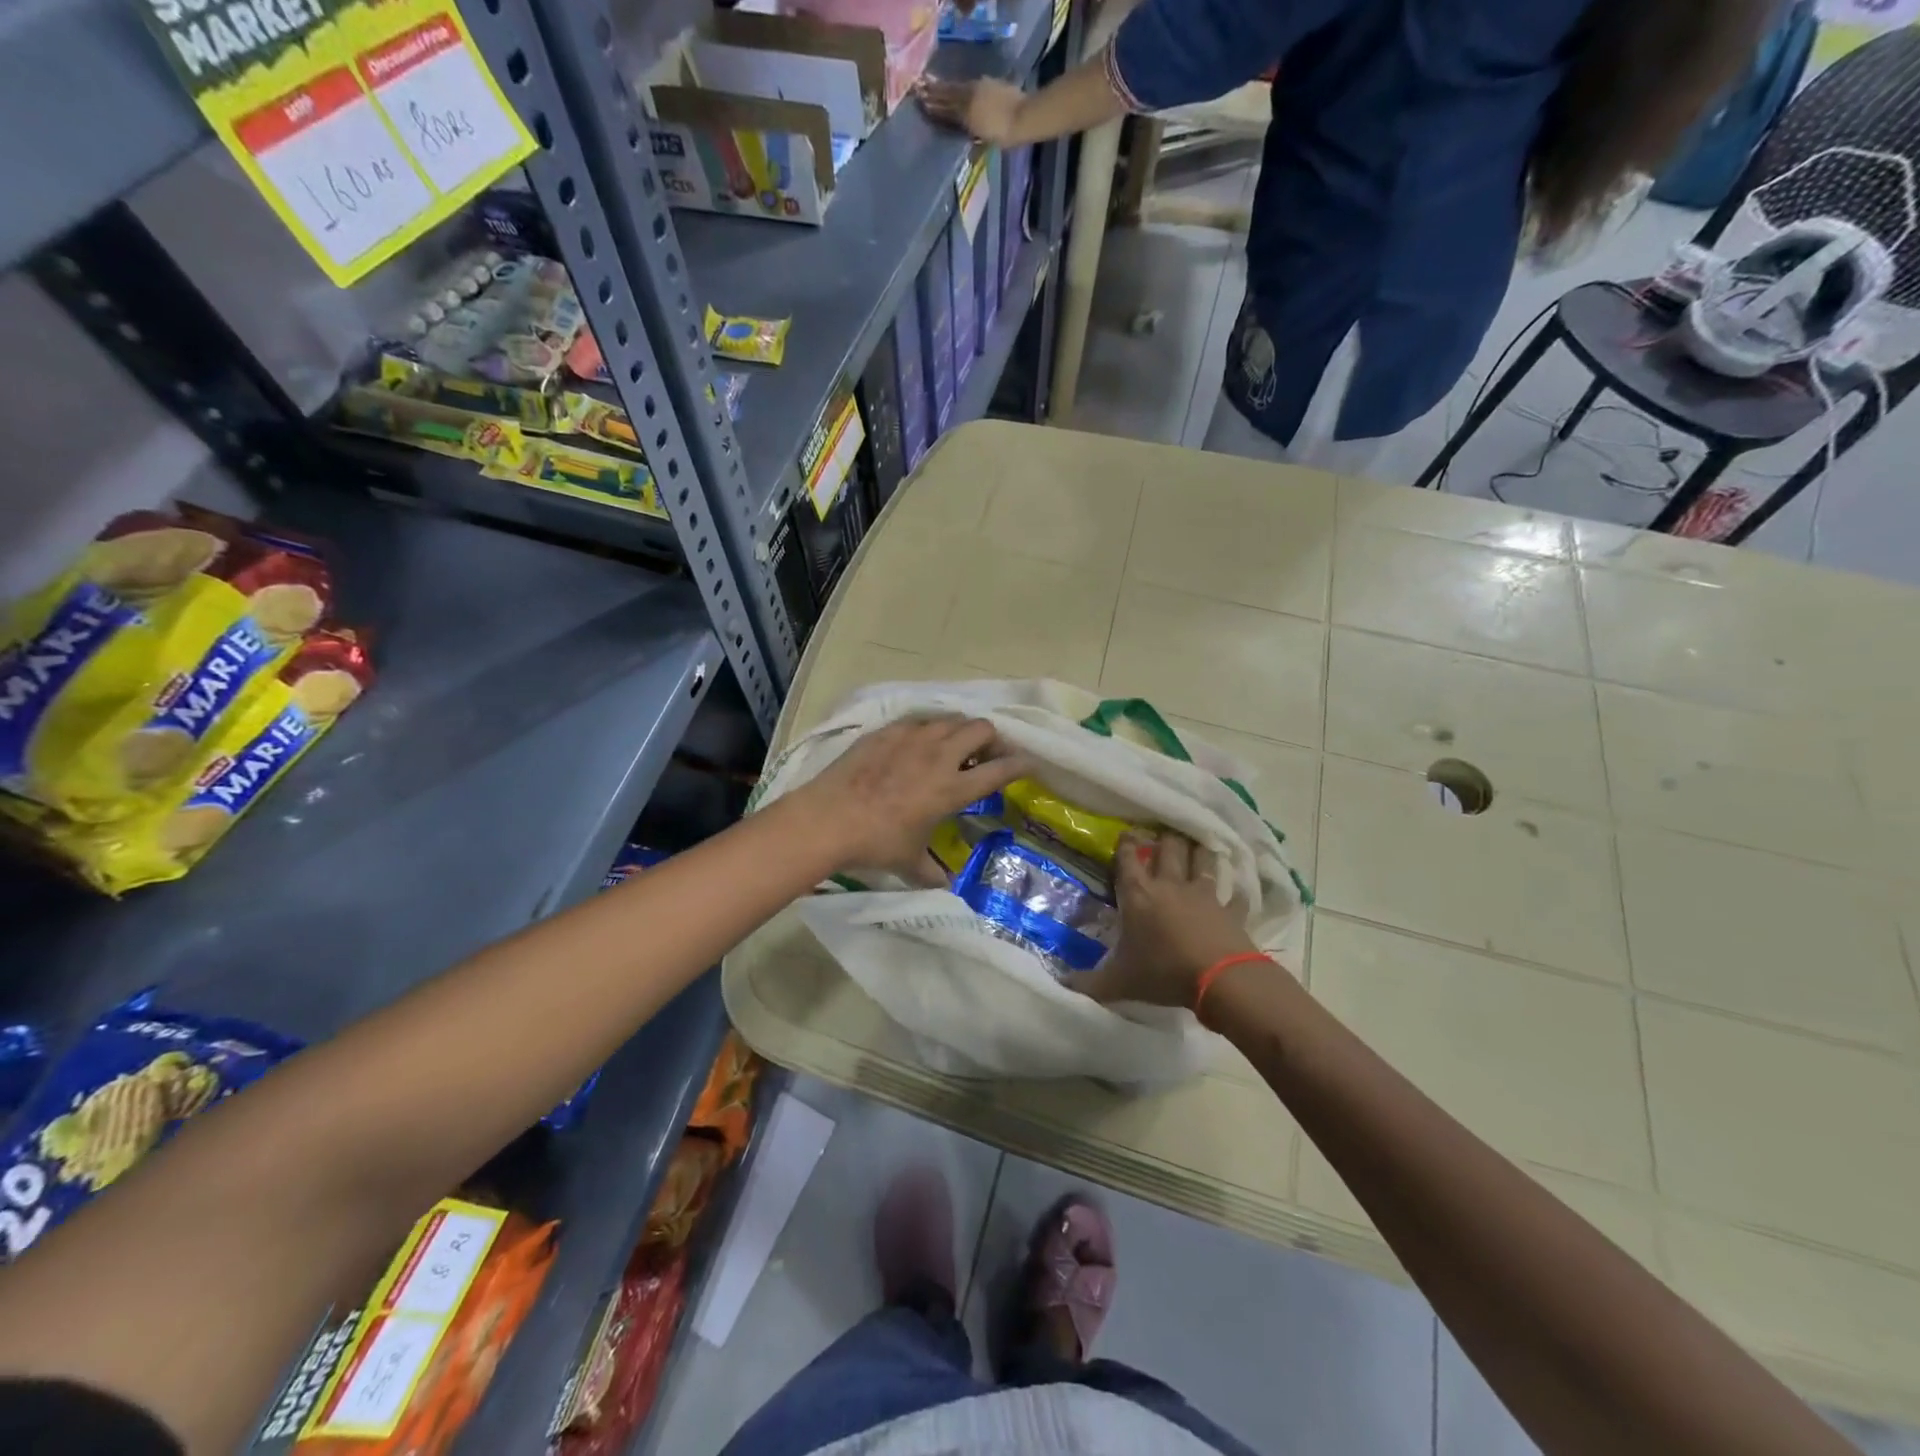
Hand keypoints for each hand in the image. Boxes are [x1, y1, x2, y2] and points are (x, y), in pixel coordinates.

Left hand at [794, 717, 1029, 881]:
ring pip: (952, 719)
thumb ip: (932, 872)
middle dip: (992, 739)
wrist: (828, 818)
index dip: (1020, 765)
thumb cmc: (875, 843)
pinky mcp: (888, 731)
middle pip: (982, 729)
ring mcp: (912, 738)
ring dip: (961, 731)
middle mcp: (939, 756)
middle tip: (986, 755)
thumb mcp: (909, 862)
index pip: (999, 770)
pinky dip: (929, 729)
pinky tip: (918, 744)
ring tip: (953, 747)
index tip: (1029, 764)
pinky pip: (920, 720)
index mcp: (951, 789)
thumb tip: (946, 886)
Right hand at [917, 78, 1024, 145]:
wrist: (1023, 116)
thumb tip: (968, 153)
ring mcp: (977, 89)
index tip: (922, 105)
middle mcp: (968, 99)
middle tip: (919, 89)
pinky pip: (966, 84)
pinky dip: (956, 85)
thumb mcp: (988, 143)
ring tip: (929, 83)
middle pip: (947, 96)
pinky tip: (952, 85)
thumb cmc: (1006, 135)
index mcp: (967, 116)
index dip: (934, 108)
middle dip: (933, 93)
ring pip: (954, 87)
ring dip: (941, 86)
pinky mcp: (986, 84)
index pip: (946, 111)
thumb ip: (976, 145)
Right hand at [1077, 832, 1260, 1008]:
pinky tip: (1235, 893)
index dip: (1126, 843)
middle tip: (1162, 836)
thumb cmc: (1163, 972)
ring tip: (1196, 846)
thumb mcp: (1119, 982)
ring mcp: (1204, 895)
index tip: (1127, 833)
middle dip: (1164, 839)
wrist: (1220, 979)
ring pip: (1202, 860)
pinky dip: (1234, 893)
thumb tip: (1063, 984)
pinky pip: (1234, 896)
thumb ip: (1090, 983)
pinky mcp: (1231, 910)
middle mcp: (1170, 886)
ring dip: (1198, 852)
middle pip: (1168, 849)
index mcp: (1139, 895)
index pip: (1129, 858)